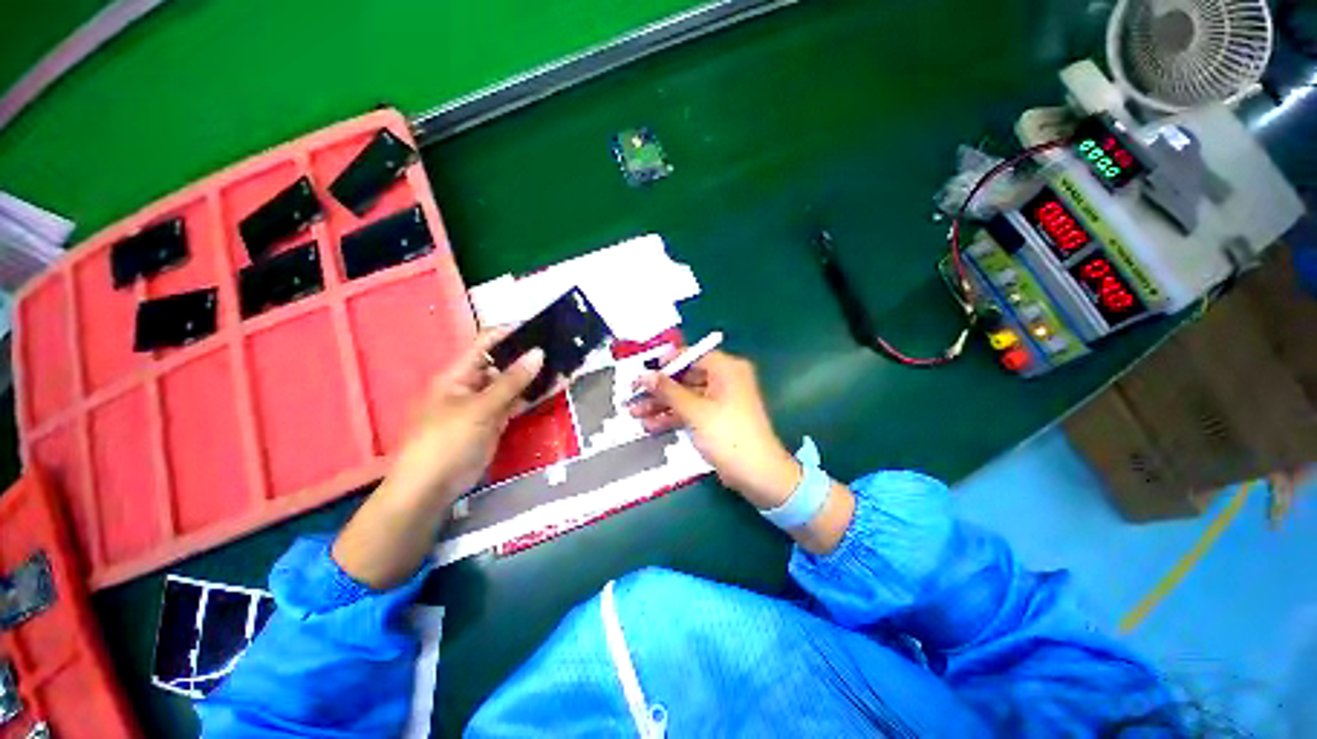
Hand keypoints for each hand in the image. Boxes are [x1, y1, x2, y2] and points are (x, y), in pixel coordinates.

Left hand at [384, 328, 544, 509]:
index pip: (486, 342)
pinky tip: (553, 388)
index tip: (541, 327)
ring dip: (534, 376)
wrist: (431, 487)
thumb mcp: (480, 408)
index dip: (511, 332)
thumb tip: (538, 353)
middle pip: (502, 362)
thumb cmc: (447, 440)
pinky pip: (515, 403)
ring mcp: (484, 403)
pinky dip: (532, 396)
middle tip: (559, 348)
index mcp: (459, 373)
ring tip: (563, 365)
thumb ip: (511, 381)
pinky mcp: (494, 421)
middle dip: (528, 355)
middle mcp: (472, 383)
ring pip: (512, 383)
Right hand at [629, 350, 801, 509]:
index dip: (667, 362)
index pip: (692, 355)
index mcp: (726, 369)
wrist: (757, 474)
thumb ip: (668, 391)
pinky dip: (673, 417)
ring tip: (634, 413)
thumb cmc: (728, 435)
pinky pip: (690, 412)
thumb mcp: (695, 411)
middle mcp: (724, 380)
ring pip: (685, 397)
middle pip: (685, 378)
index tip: (644, 370)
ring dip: (661, 405)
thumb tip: (645, 375)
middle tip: (632, 395)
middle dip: (658, 389)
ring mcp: (719, 401)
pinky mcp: (715, 420)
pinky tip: (650, 425)